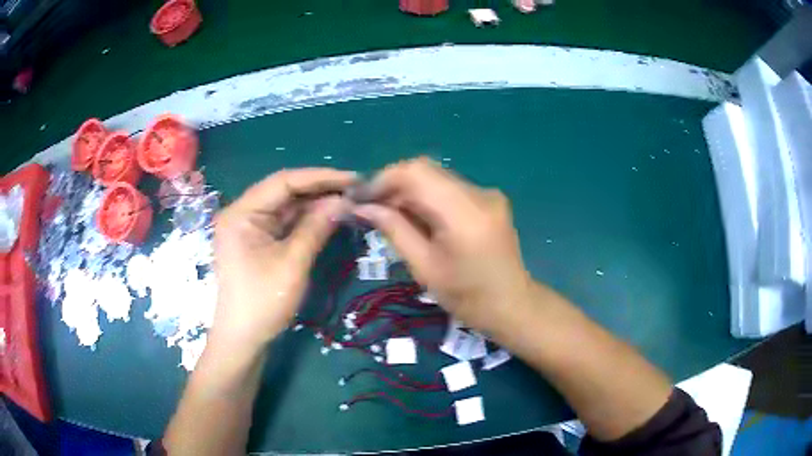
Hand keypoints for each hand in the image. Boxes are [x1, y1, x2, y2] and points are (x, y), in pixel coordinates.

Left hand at [211, 168, 355, 350]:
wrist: (243, 339)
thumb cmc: (263, 303)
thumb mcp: (292, 264)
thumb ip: (316, 227)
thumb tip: (343, 201)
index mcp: (242, 213)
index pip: (283, 182)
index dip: (319, 177)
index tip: (352, 178)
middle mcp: (243, 213)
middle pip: (284, 191)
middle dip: (319, 189)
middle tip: (355, 190)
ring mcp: (249, 227)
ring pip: (286, 206)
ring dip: (315, 204)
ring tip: (348, 201)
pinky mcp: (257, 241)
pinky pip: (284, 223)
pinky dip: (306, 220)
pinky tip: (328, 216)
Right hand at [355, 157, 530, 332]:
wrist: (512, 305)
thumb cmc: (467, 297)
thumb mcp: (424, 268)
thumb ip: (394, 230)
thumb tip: (363, 207)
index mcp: (464, 213)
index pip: (416, 173)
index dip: (383, 179)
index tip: (360, 197)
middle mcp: (479, 193)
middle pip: (426, 170)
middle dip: (393, 185)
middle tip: (371, 208)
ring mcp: (487, 194)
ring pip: (436, 177)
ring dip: (409, 191)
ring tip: (390, 215)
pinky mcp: (489, 199)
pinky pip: (449, 188)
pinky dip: (427, 197)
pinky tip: (418, 218)